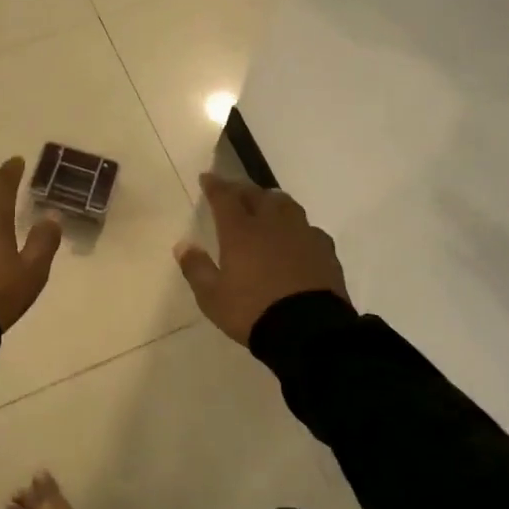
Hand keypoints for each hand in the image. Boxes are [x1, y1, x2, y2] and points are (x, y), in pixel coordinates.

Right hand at [174, 172, 350, 344]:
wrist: (308, 331)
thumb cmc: (253, 312)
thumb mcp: (212, 297)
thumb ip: (196, 268)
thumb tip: (183, 245)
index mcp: (241, 232)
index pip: (225, 198)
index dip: (215, 185)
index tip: (207, 177)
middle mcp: (272, 224)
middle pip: (257, 195)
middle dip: (242, 189)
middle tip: (234, 191)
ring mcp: (302, 234)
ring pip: (286, 205)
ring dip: (272, 201)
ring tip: (266, 205)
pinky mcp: (325, 249)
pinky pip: (308, 228)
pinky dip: (296, 227)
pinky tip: (296, 237)